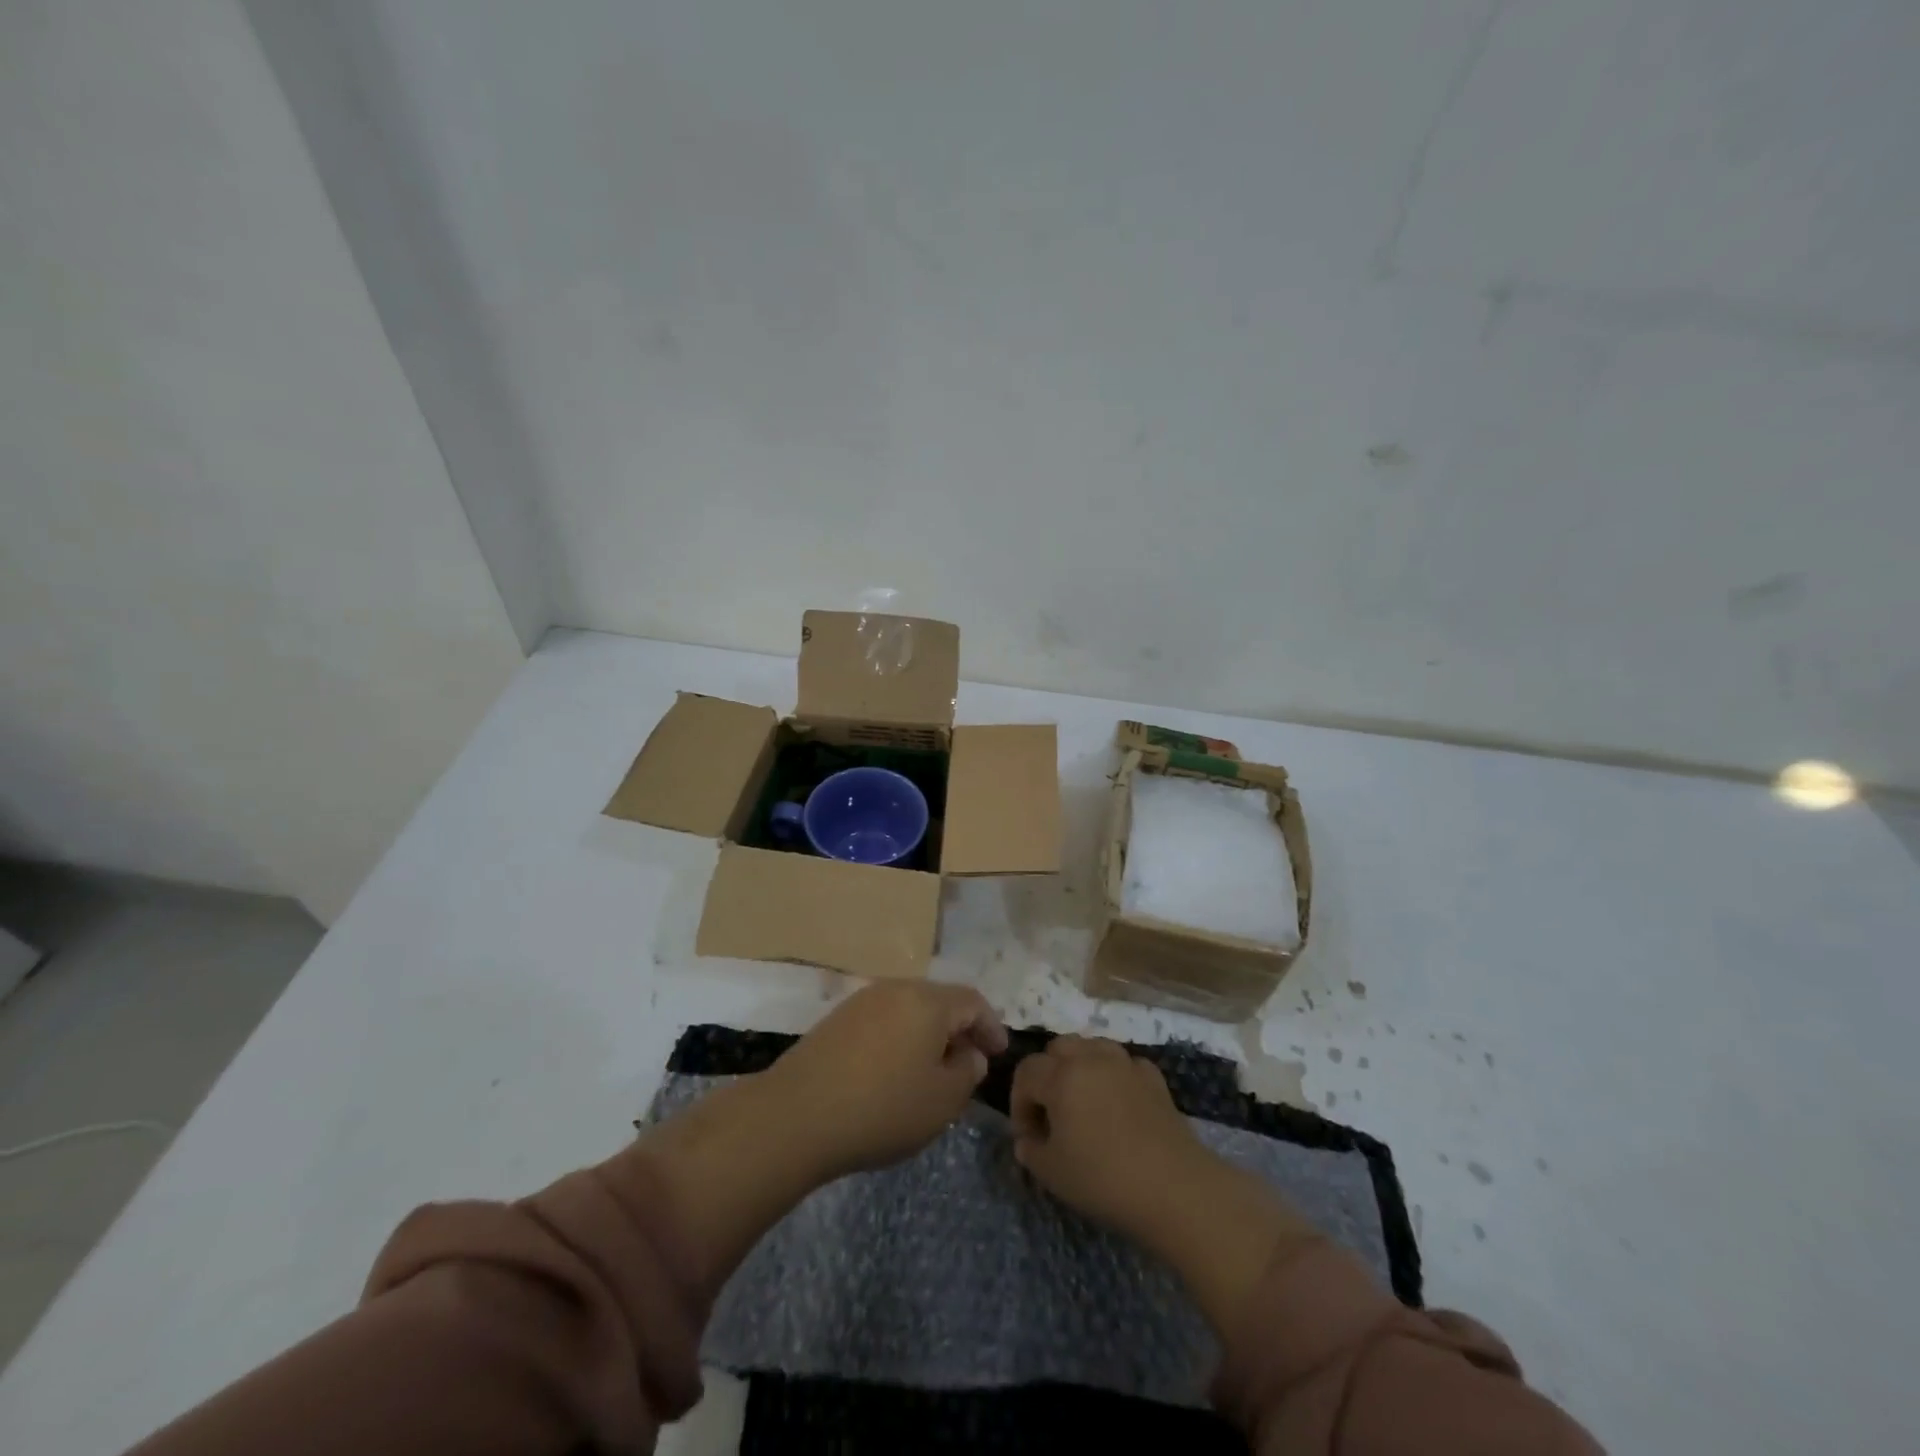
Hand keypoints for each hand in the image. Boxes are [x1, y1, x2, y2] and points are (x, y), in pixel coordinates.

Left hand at [761, 980, 1007, 1179]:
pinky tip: (894, 1070)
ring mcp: (862, 1001)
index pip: (972, 1002)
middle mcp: (896, 989)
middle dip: (960, 1028)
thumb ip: (967, 1073)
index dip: (991, 1026)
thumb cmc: (882, 1108)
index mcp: (927, 1001)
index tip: (999, 1053)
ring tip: (933, 1069)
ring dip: (928, 1033)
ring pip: (909, 1009)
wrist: (796, 1116)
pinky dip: (900, 1038)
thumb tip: (969, 1054)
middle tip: (969, 1061)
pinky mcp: (837, 1019)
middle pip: (939, 1001)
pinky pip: (883, 1020)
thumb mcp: (942, 1101)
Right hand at [1008, 1034, 1203, 1240]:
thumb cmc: (1104, 1178)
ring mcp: (1125, 1063)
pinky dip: (1115, 1076)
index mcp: (1060, 1075)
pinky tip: (1119, 1104)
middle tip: (1052, 1113)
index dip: (1019, 1102)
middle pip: (1058, 1048)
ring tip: (1084, 1103)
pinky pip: (1124, 1064)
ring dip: (1080, 1067)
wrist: (1174, 1187)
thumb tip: (1028, 1139)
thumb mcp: (1052, 1172)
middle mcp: (1090, 1058)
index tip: (1028, 1137)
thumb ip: (1030, 1150)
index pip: (1026, 1072)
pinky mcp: (1153, 1077)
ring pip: (1092, 1047)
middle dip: (1047, 1075)